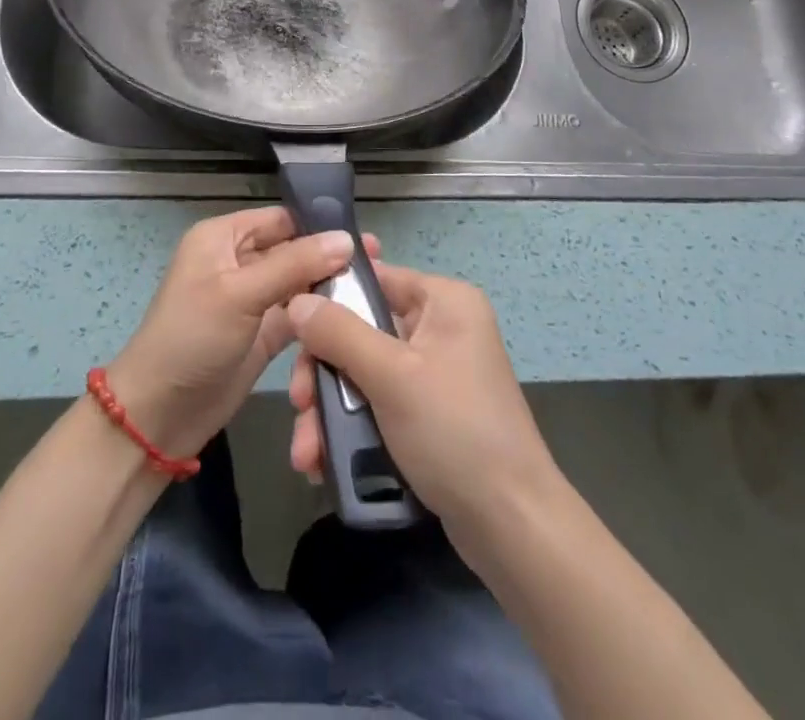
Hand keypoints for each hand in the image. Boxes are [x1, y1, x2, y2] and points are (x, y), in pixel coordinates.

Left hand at [108, 207, 375, 462]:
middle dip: (330, 256)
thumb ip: (294, 264)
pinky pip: (298, 315)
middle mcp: (238, 262)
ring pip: (298, 283)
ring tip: (376, 287)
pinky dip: (320, 316)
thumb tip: (346, 239)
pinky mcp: (262, 334)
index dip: (318, 224)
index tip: (363, 235)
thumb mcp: (241, 294)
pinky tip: (355, 316)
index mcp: (223, 238)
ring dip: (329, 286)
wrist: (158, 415)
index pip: (280, 219)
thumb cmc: (192, 338)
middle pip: (293, 250)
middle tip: (379, 261)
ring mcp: (251, 300)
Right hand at [286, 263, 561, 541]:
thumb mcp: (390, 376)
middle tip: (299, 405)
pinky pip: (380, 406)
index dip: (331, 300)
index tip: (292, 328)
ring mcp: (436, 374)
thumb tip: (297, 300)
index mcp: (444, 302)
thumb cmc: (454, 431)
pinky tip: (324, 463)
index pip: (376, 279)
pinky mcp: (430, 416)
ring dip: (331, 411)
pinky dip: (352, 430)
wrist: (512, 526)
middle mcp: (442, 329)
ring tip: (306, 453)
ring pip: (365, 375)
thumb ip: (339, 333)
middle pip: (362, 332)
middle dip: (324, 375)